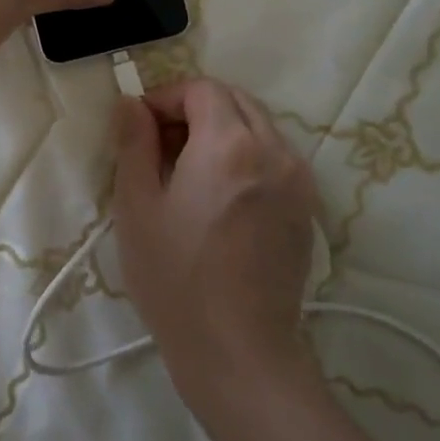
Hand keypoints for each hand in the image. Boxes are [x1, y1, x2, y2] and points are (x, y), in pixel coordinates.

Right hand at [111, 79, 318, 402]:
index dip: (165, 97)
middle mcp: (274, 150)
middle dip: (193, 109)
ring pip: (257, 126)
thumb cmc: (176, 279)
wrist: (239, 351)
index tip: (138, 126)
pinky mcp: (307, 207)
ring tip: (186, 171)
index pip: (201, 89)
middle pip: (234, 100)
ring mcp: (298, 179)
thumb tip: (132, 104)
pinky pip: (274, 156)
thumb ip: (134, 143)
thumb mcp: (137, 207)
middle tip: (159, 145)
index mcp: (230, 144)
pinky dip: (244, 154)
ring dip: (220, 130)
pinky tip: (219, 195)